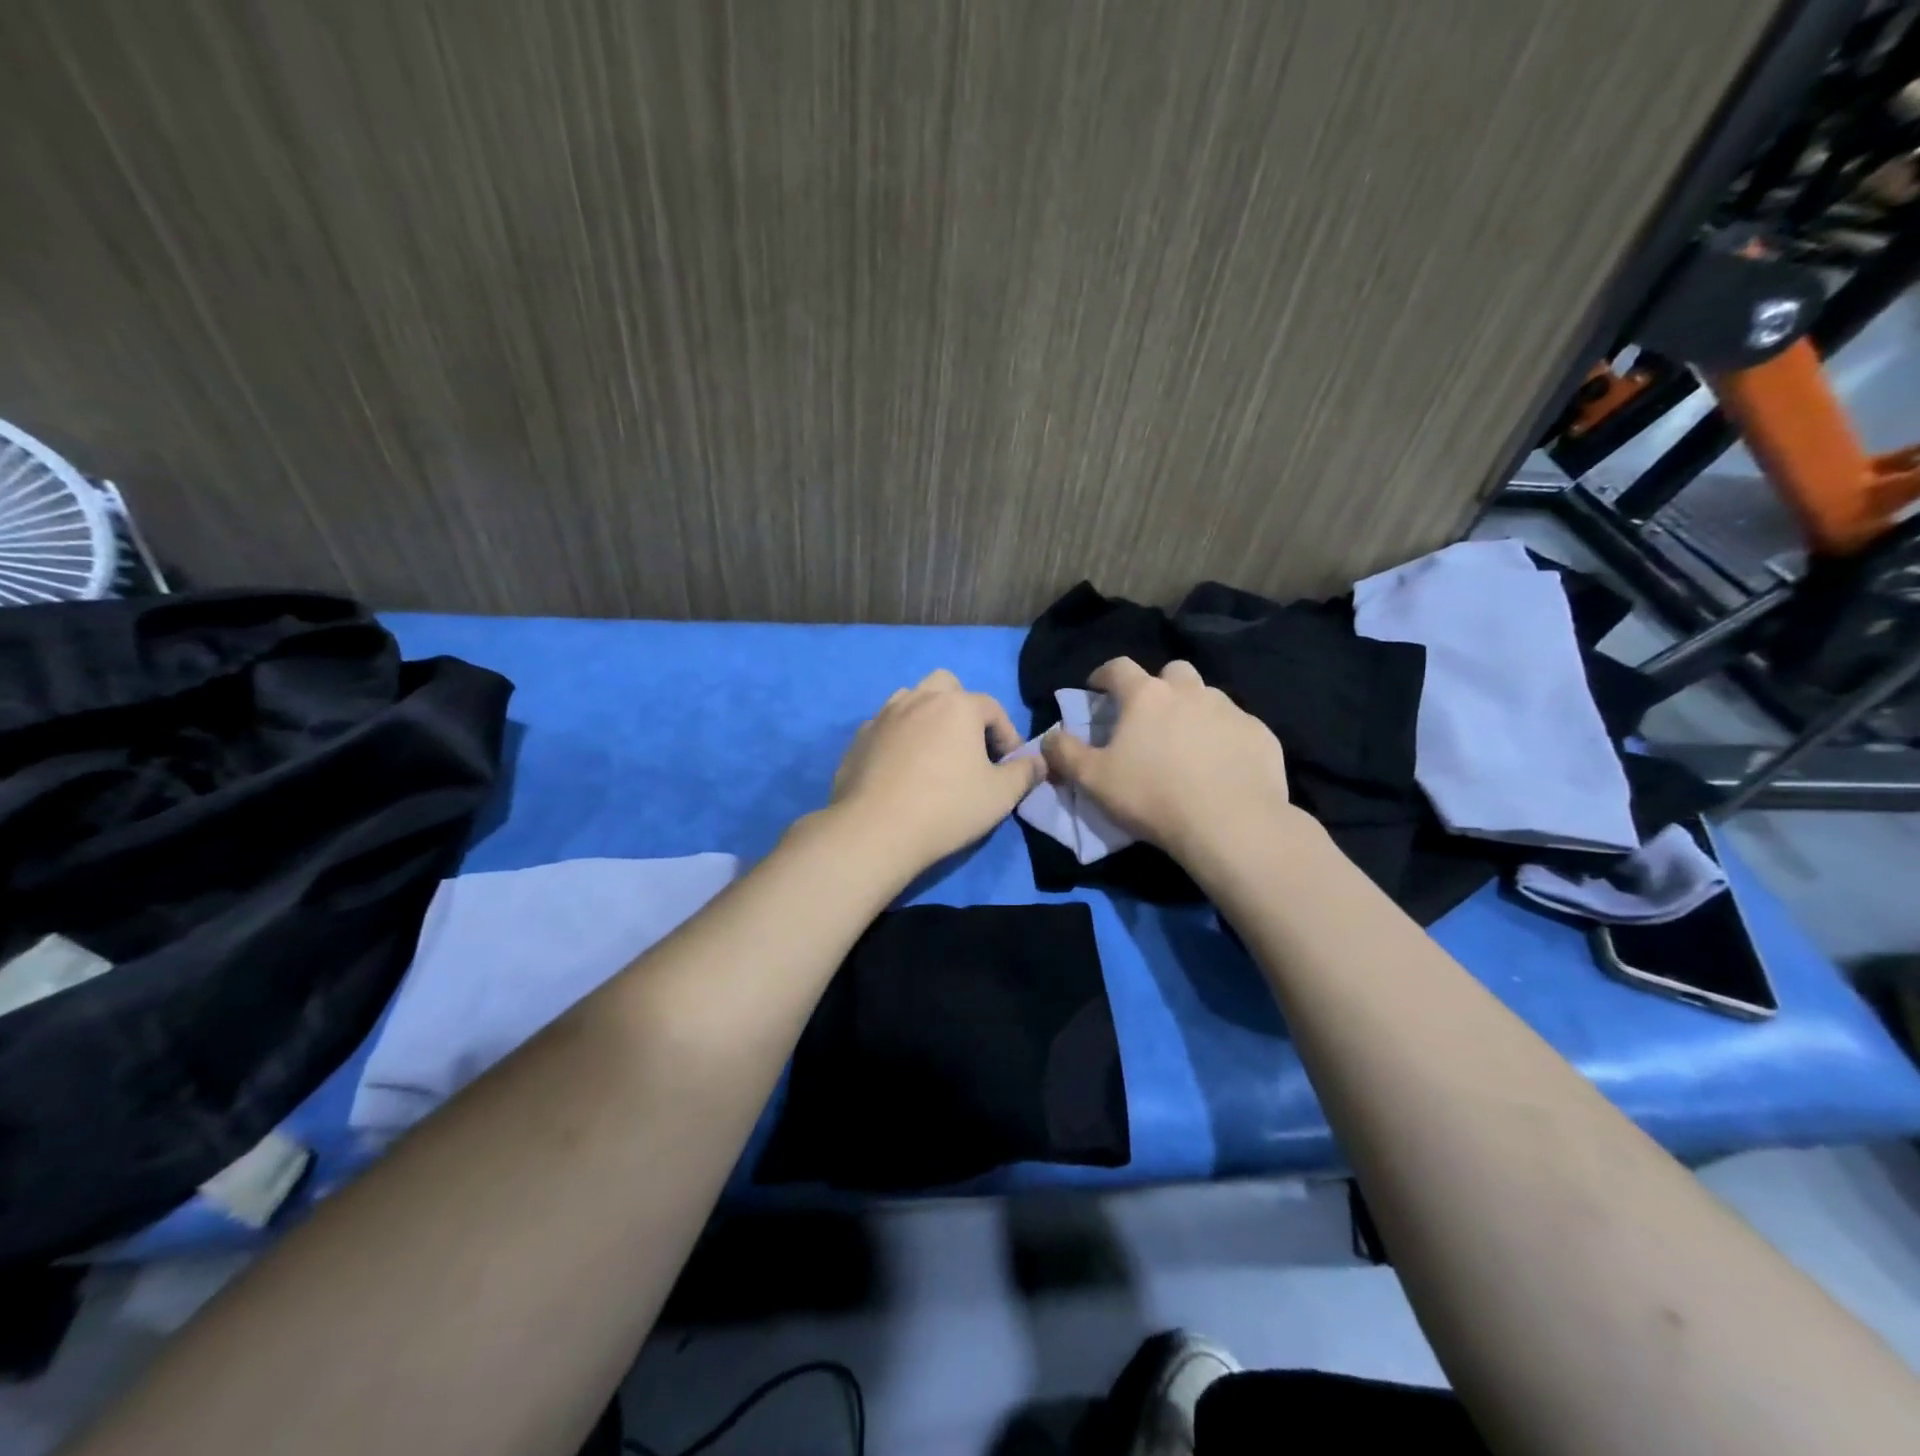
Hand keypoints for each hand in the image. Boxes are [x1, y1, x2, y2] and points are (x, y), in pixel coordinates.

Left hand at [830, 669, 1044, 871]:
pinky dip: (899, 738)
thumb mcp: (1001, 795)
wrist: (876, 830)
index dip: (1007, 735)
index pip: (993, 708)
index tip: (1009, 764)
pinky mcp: (859, 738)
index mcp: (957, 705)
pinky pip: (886, 726)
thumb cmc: (947, 808)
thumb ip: (1025, 773)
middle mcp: (919, 699)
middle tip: (969, 745)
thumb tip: (1040, 762)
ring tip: (935, 753)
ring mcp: (884, 716)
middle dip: (963, 709)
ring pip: (912, 700)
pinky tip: (902, 769)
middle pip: (947, 686)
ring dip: (928, 716)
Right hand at [1041, 657, 1293, 861]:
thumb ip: (1064, 753)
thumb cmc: (1151, 796)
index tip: (1096, 688)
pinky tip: (1220, 766)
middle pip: (1172, 672)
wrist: (1229, 824)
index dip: (1103, 674)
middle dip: (1158, 687)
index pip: (1118, 667)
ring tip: (1186, 745)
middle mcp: (1190, 691)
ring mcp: (1230, 710)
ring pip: (1207, 697)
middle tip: (1150, 717)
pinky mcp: (1259, 734)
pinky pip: (1236, 726)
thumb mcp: (1092, 779)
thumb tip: (1047, 737)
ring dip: (1192, 711)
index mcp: (1146, 695)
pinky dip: (1224, 738)